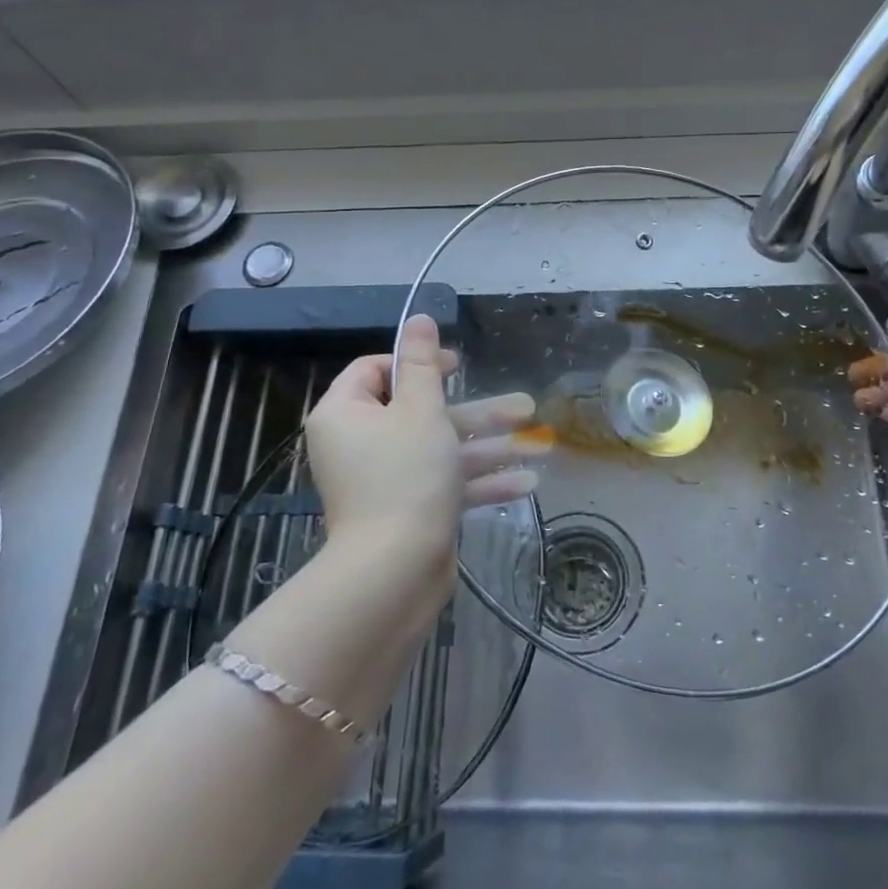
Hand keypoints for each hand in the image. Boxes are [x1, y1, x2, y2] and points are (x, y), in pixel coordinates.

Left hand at [304, 314, 543, 554]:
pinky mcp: (408, 510)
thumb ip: (423, 363)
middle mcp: (360, 444)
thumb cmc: (405, 474)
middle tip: (523, 405)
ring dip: (490, 445)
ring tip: (541, 442)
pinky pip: (444, 484)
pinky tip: (526, 482)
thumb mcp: (420, 409)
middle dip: (478, 411)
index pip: (375, 370)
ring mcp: (385, 480)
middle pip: (421, 412)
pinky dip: (480, 482)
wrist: (395, 571)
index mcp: (347, 414)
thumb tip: (418, 318)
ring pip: (441, 450)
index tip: (454, 367)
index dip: (417, 363)